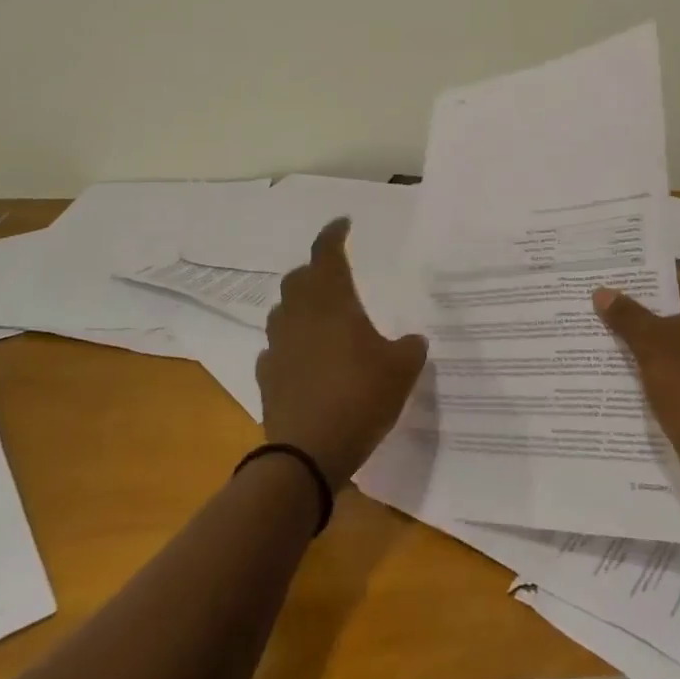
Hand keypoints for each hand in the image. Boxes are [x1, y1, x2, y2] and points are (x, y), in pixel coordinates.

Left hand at [258, 219, 428, 490]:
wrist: (306, 455)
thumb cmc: (359, 398)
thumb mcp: (401, 370)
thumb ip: (410, 348)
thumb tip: (413, 340)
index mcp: (332, 302)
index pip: (326, 253)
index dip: (333, 234)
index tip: (343, 223)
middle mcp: (300, 315)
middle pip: (298, 278)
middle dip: (315, 270)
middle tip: (334, 276)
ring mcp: (278, 346)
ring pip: (283, 311)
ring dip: (299, 305)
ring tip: (320, 316)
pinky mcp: (267, 376)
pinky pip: (276, 348)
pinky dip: (290, 344)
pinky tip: (303, 358)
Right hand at [594, 264, 679, 481]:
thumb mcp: (651, 345)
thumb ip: (626, 314)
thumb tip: (601, 292)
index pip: (676, 274)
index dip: (642, 278)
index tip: (612, 282)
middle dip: (647, 308)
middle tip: (607, 307)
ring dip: (658, 337)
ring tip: (616, 336)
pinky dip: (674, 362)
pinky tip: (641, 368)